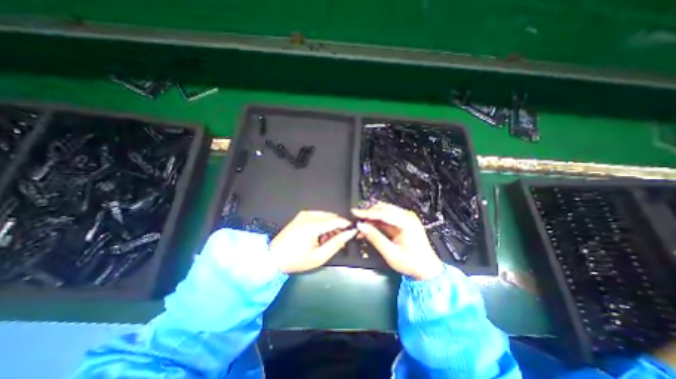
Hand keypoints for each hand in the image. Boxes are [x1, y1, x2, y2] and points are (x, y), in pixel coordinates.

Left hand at [268, 212, 357, 273]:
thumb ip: (336, 243)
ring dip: (331, 225)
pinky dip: (323, 223)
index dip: (346, 225)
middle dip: (338, 226)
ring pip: (326, 215)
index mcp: (312, 225)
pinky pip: (318, 216)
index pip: (336, 220)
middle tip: (340, 239)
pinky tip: (320, 235)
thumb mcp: (319, 256)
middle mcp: (308, 215)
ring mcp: (304, 214)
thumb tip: (350, 233)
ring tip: (328, 240)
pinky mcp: (301, 215)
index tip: (353, 231)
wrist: (273, 257)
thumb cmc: (296, 260)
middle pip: (331, 216)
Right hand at [354, 201, 443, 280]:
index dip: (366, 213)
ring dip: (372, 216)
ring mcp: (405, 218)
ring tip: (360, 223)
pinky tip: (368, 226)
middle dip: (368, 212)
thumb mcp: (390, 253)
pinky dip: (376, 221)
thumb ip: (375, 237)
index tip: (354, 212)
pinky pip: (387, 218)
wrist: (427, 270)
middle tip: (355, 218)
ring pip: (384, 211)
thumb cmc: (411, 263)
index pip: (382, 213)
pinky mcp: (403, 222)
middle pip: (383, 208)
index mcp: (406, 222)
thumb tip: (361, 226)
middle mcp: (406, 216)